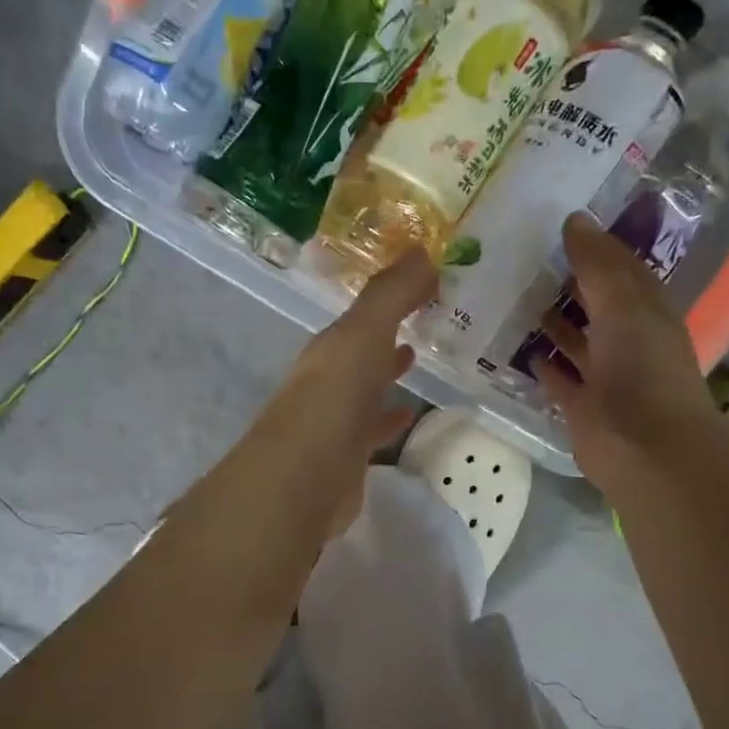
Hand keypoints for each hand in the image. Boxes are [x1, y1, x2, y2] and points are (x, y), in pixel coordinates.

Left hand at [240, 249, 436, 535]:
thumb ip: (391, 294)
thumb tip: (423, 250)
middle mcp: (328, 380)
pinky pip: (372, 429)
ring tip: (419, 359)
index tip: (423, 284)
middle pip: (360, 351)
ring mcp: (335, 421)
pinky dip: (390, 419)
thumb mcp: (363, 334)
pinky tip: (408, 416)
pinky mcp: (347, 457)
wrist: (304, 478)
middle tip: (423, 318)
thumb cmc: (334, 397)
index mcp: (330, 349)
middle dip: (385, 335)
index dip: (390, 299)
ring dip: (387, 373)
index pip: (361, 317)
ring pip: (365, 388)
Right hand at [536, 212, 721, 495]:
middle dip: (570, 283)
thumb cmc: (642, 368)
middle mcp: (629, 340)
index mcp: (647, 311)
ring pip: (578, 341)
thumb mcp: (623, 304)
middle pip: (597, 304)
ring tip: (517, 297)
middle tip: (526, 258)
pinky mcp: (583, 406)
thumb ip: (598, 264)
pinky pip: (561, 379)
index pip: (621, 269)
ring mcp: (605, 375)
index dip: (596, 247)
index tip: (560, 226)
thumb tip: (574, 219)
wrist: (646, 449)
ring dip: (555, 322)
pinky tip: (523, 348)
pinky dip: (545, 364)